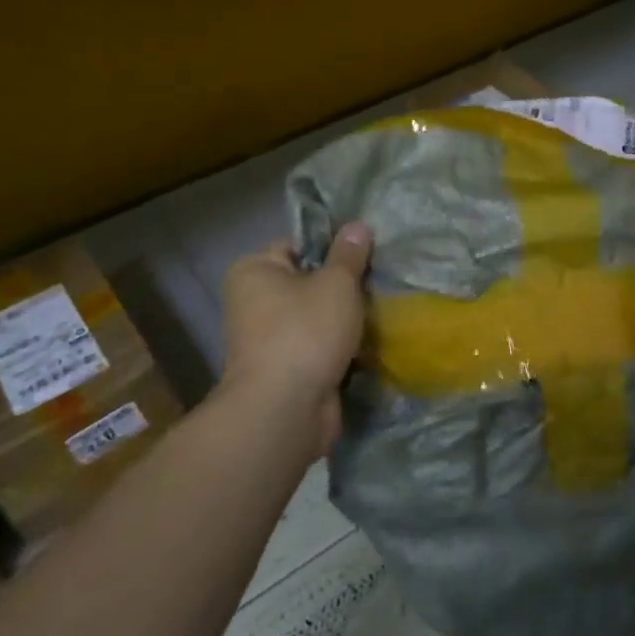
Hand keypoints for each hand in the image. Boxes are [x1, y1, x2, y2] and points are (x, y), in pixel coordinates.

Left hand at [220, 224, 373, 458]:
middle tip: (379, 283)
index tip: (365, 254)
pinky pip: (319, 348)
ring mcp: (268, 340)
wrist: (286, 410)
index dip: (332, 247)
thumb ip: (349, 254)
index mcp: (254, 271)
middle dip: (343, 287)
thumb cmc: (305, 332)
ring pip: (317, 318)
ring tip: (380, 312)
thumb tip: (357, 225)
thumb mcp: (336, 283)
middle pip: (309, 282)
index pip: (297, 245)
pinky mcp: (286, 370)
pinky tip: (371, 344)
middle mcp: (254, 302)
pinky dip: (340, 348)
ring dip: (345, 320)